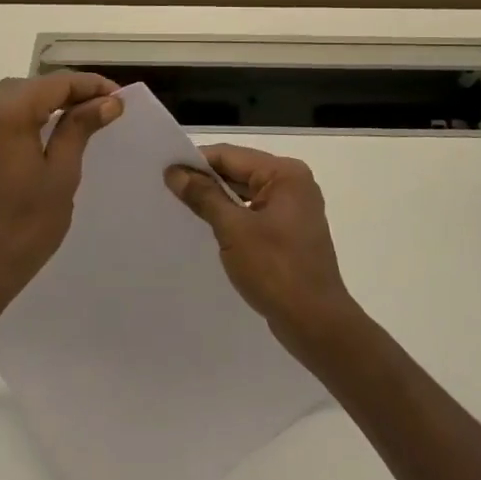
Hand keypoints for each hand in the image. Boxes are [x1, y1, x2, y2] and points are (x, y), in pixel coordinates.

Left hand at [0, 73, 121, 324]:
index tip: (120, 99)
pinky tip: (50, 132)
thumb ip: (80, 129)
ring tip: (85, 118)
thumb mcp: (61, 176)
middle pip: (34, 86)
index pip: (55, 83)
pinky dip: (28, 117)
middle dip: (70, 92)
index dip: (90, 86)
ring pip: (16, 98)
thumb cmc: (23, 228)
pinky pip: (1, 116)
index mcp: (4, 113)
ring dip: (49, 103)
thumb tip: (108, 102)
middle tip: (107, 109)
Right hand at [164, 146, 359, 354]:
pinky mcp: (290, 232)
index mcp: (286, 174)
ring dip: (217, 200)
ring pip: (246, 193)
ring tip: (181, 206)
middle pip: (240, 171)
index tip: (164, 171)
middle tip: (166, 188)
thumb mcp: (233, 230)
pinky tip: (208, 228)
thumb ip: (204, 196)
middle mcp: (294, 184)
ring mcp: (294, 209)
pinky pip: (254, 213)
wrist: (316, 323)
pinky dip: (232, 217)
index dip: (196, 162)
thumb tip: (175, 172)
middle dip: (205, 180)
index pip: (231, 156)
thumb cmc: (276, 270)